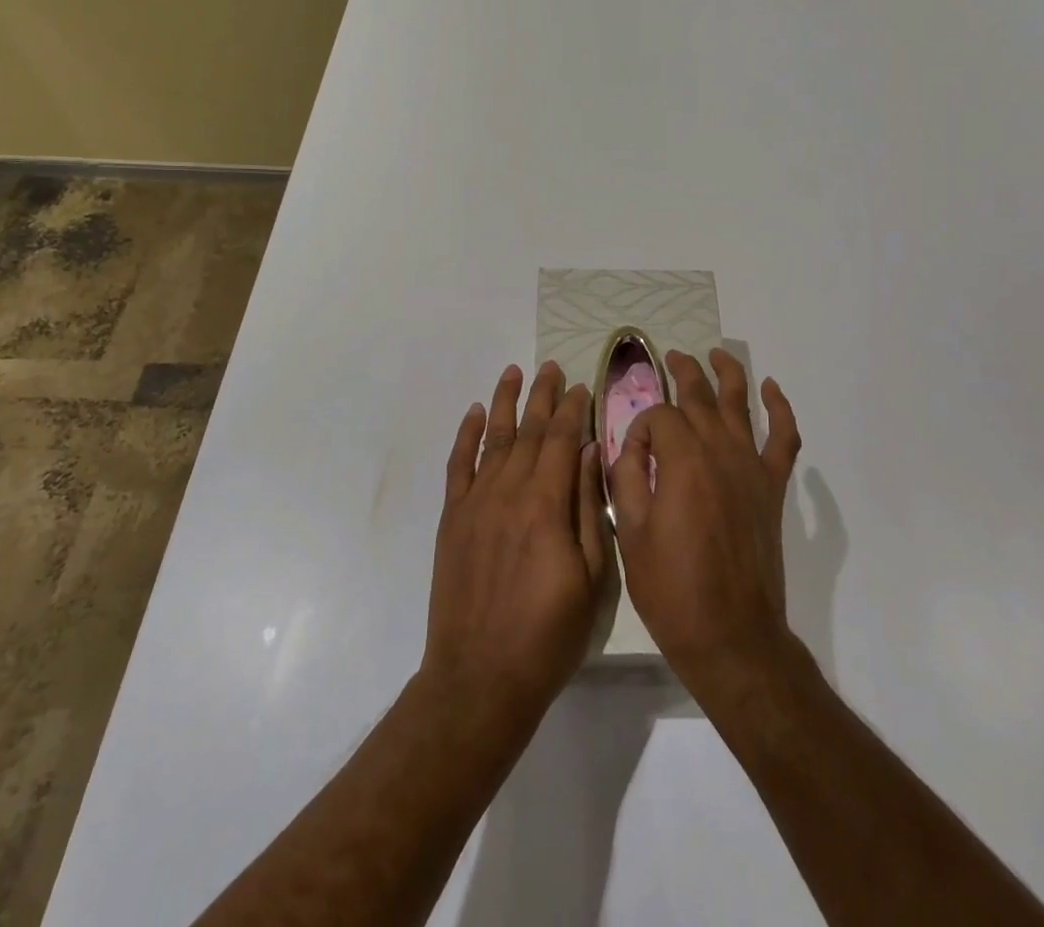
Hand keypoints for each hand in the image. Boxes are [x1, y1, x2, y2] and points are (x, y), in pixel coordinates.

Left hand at [423, 362, 612, 721]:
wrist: (480, 677)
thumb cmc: (549, 634)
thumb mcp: (591, 578)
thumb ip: (588, 510)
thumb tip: (589, 453)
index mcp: (546, 504)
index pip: (562, 440)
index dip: (574, 410)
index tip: (582, 386)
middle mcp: (509, 491)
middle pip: (530, 431)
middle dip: (543, 396)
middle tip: (552, 367)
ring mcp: (476, 502)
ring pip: (494, 438)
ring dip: (505, 402)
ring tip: (514, 372)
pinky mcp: (452, 518)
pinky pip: (459, 465)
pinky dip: (466, 435)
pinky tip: (474, 412)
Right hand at [610, 349, 802, 697]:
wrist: (732, 636)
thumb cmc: (672, 589)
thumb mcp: (630, 533)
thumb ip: (627, 478)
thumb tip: (631, 444)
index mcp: (682, 459)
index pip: (659, 416)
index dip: (640, 427)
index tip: (632, 454)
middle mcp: (720, 450)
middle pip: (699, 395)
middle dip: (681, 372)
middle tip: (669, 357)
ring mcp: (751, 466)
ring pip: (741, 402)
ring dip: (727, 373)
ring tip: (714, 353)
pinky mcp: (773, 487)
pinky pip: (784, 438)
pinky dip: (780, 409)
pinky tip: (771, 389)